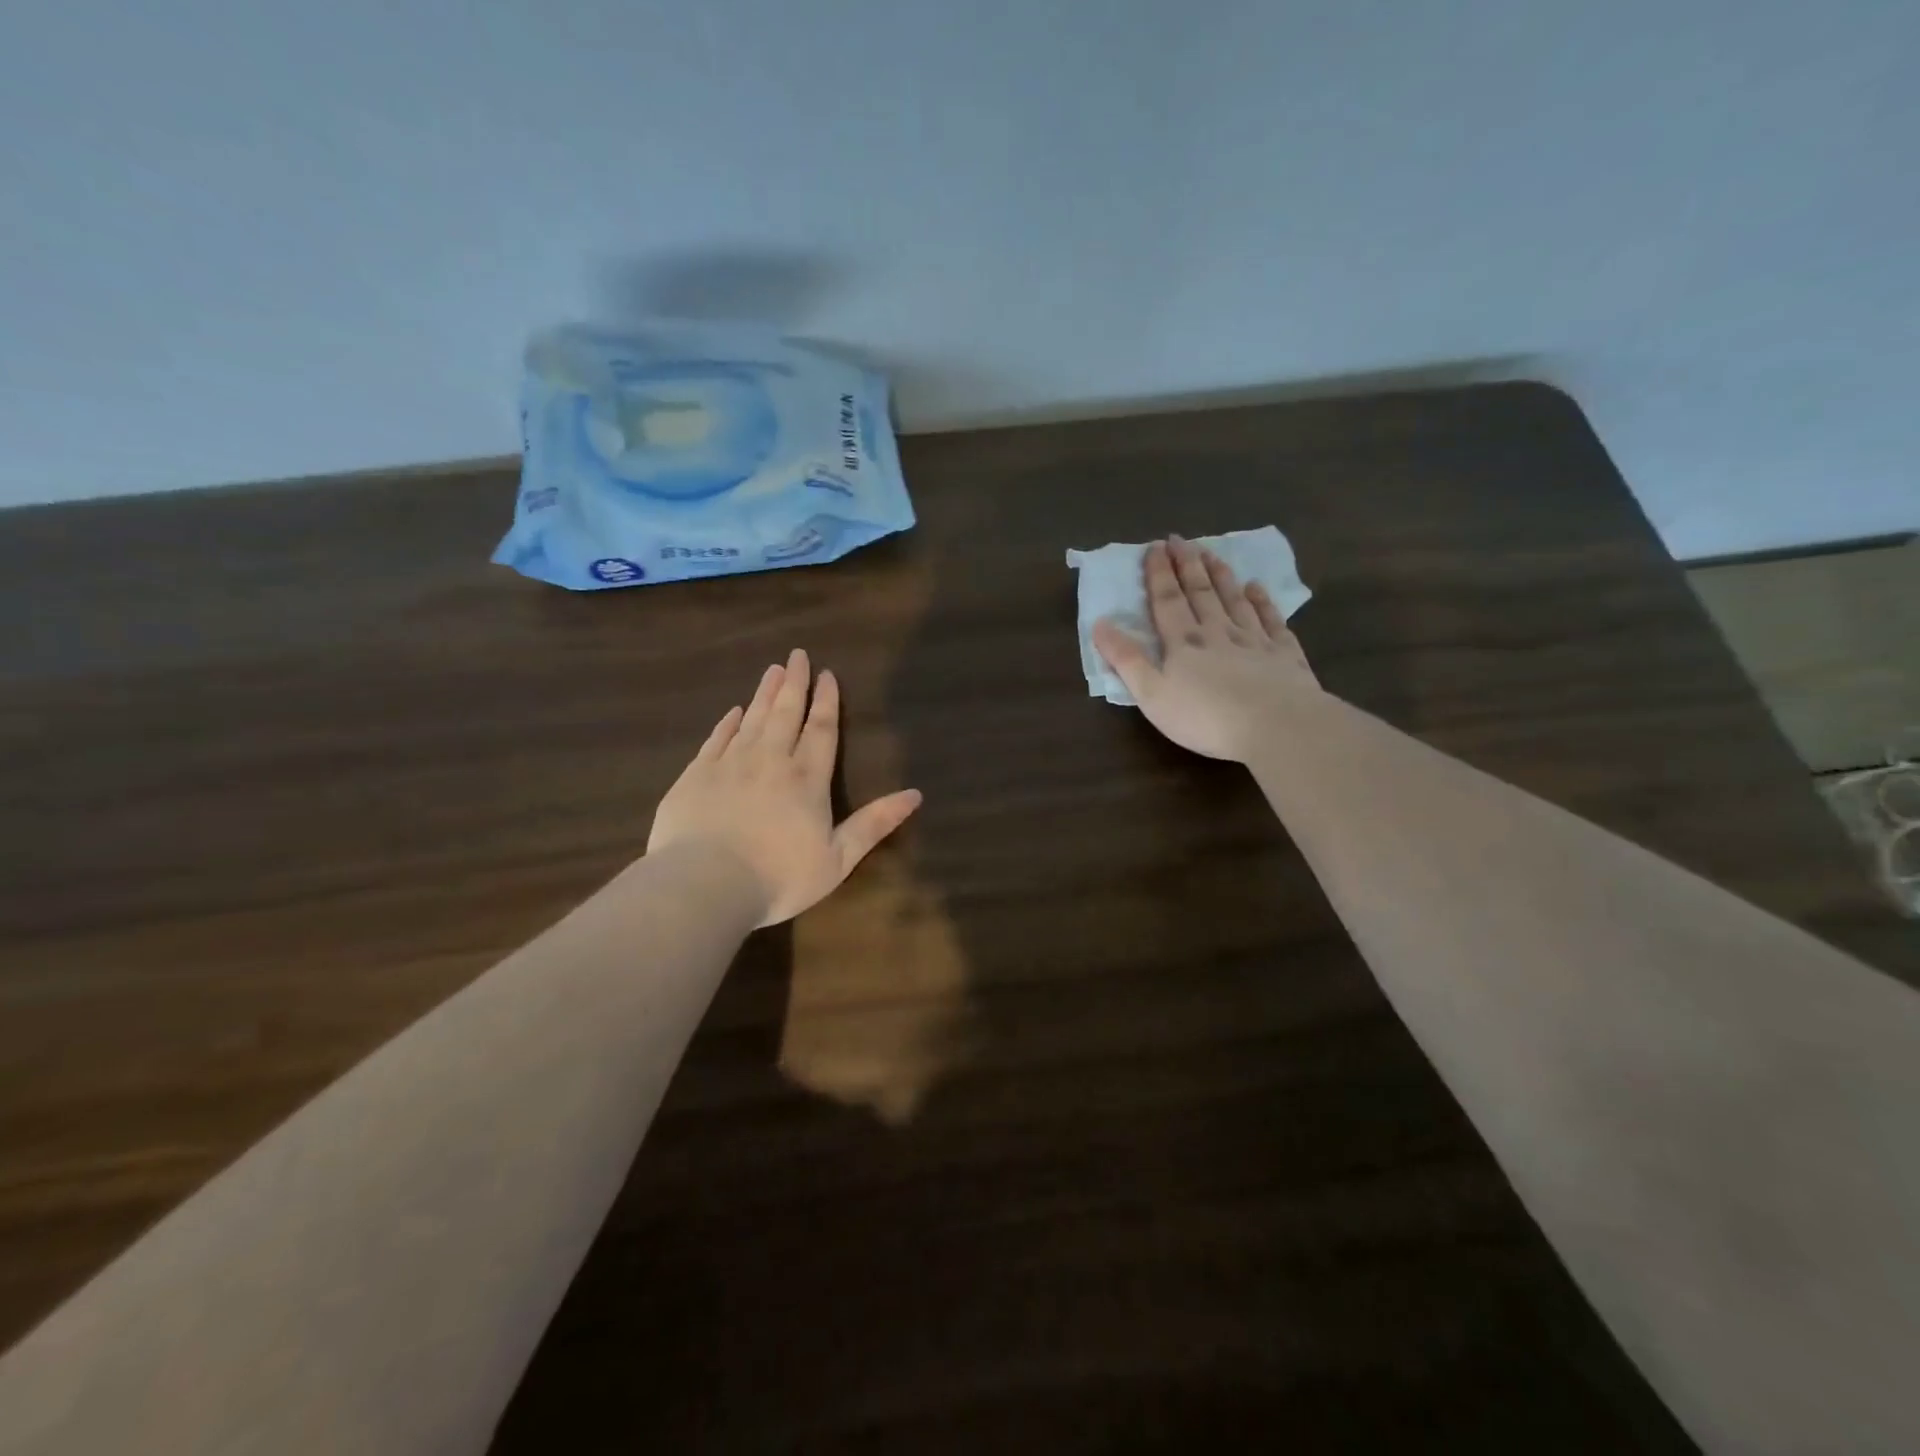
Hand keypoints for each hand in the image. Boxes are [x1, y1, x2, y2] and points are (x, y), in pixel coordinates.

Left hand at [648, 650, 922, 925]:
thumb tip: (915, 794)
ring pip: (752, 719)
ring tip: (773, 670)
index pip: (821, 729)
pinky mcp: (696, 775)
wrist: (704, 885)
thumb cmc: (779, 877)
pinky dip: (727, 722)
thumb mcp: (838, 859)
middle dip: (795, 684)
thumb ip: (874, 824)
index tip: (827, 674)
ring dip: (765, 694)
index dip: (826, 701)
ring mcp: (730, 764)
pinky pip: (717, 738)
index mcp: (807, 779)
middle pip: (785, 713)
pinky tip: (733, 712)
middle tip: (797, 655)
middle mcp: (771, 761)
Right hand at [1092, 535, 1319, 762]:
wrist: (1276, 725)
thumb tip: (1099, 624)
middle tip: (1180, 540)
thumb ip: (1126, 659)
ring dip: (1221, 575)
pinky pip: (1271, 619)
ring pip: (1234, 599)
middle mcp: (1218, 632)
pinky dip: (1263, 601)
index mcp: (1183, 642)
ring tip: (1212, 553)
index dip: (1159, 573)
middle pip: (1200, 592)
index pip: (1167, 600)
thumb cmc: (1205, 716)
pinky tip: (1257, 587)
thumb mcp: (1152, 694)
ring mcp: (1254, 640)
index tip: (1155, 547)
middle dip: (1187, 565)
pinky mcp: (1284, 654)